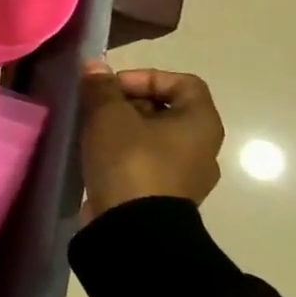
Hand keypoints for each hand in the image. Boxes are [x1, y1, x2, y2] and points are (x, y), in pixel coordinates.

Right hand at [77, 62, 224, 223]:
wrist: (134, 229)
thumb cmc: (131, 161)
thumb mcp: (109, 115)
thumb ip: (101, 87)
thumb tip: (95, 66)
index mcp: (201, 123)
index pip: (183, 82)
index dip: (146, 76)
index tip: (114, 87)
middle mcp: (202, 148)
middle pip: (166, 109)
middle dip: (128, 102)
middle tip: (97, 107)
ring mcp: (186, 175)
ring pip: (153, 137)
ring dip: (123, 128)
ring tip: (93, 131)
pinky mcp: (166, 196)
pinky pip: (146, 162)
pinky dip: (123, 153)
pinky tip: (98, 156)